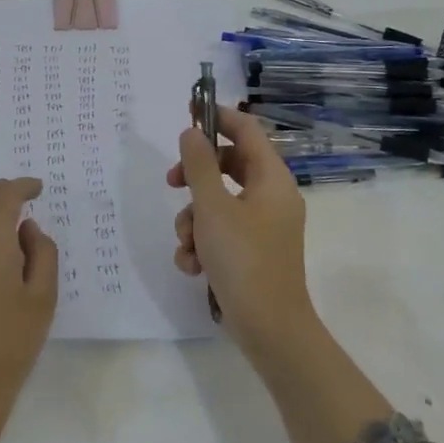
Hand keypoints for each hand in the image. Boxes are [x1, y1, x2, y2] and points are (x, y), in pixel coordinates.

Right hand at [167, 105, 313, 353]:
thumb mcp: (212, 208)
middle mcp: (271, 196)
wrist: (270, 330)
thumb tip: (191, 132)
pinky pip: (221, 231)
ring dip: (193, 219)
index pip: (246, 130)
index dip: (217, 116)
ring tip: (188, 245)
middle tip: (171, 182)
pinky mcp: (252, 251)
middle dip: (194, 177)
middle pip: (227, 166)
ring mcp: (263, 226)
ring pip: (218, 202)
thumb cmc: (243, 260)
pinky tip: (193, 265)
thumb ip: (198, 166)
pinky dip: (203, 242)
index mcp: (271, 179)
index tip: (187, 111)